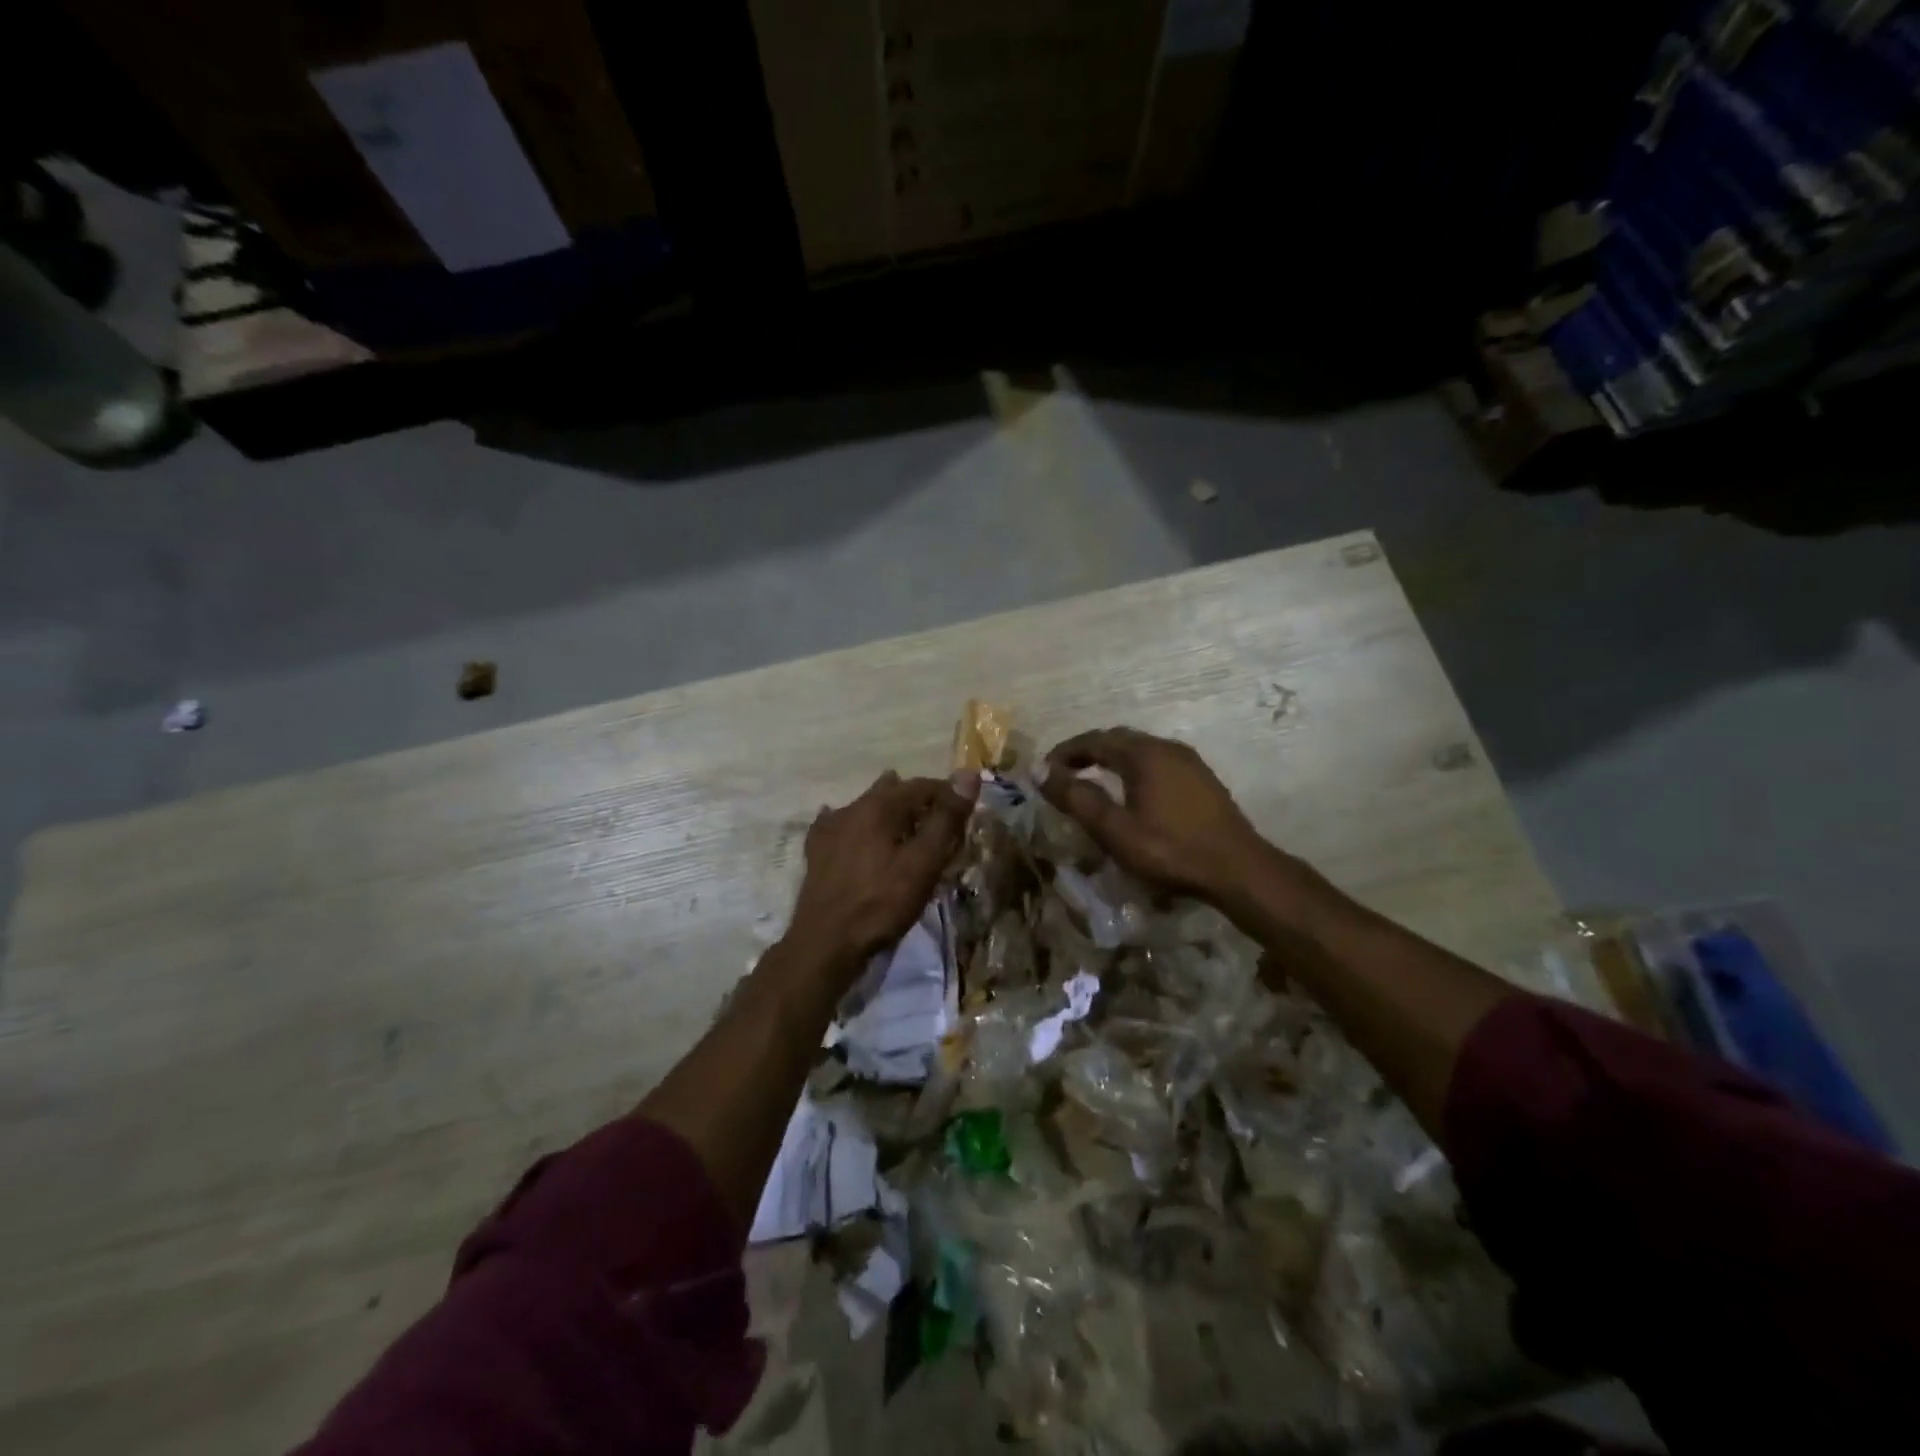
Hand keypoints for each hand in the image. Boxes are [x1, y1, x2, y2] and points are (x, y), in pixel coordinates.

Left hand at [784, 770, 978, 975]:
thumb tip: (968, 773)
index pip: (922, 786)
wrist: (826, 942)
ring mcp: (830, 829)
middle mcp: (852, 807)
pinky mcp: (816, 851)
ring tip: (902, 824)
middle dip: (917, 800)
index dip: (947, 794)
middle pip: (892, 792)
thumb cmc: (882, 903)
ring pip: (865, 806)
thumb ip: (946, 819)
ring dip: (887, 811)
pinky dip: (854, 825)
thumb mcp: (924, 864)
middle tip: (937, 820)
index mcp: (880, 806)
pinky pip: (838, 825)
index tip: (964, 813)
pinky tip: (852, 831)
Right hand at [1040, 727, 1270, 904]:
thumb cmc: (1171, 850)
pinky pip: (1157, 760)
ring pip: (1139, 748)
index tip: (1045, 770)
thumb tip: (1041, 772)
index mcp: (1143, 754)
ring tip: (1092, 780)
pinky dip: (1133, 767)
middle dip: (1087, 751)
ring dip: (1111, 758)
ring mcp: (1188, 761)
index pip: (1094, 740)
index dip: (1065, 752)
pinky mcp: (1201, 778)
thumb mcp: (1115, 830)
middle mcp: (1166, 747)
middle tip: (1064, 773)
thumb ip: (1077, 799)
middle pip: (1117, 738)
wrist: (1238, 869)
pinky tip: (1131, 791)